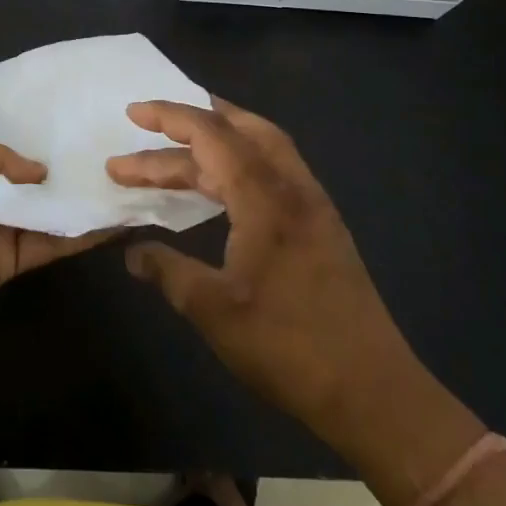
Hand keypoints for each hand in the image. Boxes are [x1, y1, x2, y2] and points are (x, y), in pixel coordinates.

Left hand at [0, 130, 113, 344]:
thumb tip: (41, 171)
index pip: (12, 143)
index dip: (43, 135)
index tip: (84, 121)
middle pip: (38, 177)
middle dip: (71, 164)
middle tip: (120, 147)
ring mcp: (3, 226)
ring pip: (51, 208)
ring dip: (84, 197)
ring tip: (131, 180)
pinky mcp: (15, 260)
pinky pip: (53, 242)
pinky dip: (82, 232)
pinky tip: (116, 218)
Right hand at [107, 99, 415, 441]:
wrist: (373, 392)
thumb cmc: (287, 347)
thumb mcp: (213, 311)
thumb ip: (168, 272)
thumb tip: (132, 253)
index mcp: (265, 199)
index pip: (212, 136)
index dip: (169, 118)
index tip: (133, 113)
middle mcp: (292, 188)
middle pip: (237, 131)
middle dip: (188, 124)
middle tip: (147, 126)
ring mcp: (312, 206)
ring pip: (260, 147)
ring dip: (217, 139)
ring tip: (177, 146)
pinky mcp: (321, 226)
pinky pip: (274, 170)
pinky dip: (239, 162)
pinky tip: (220, 186)